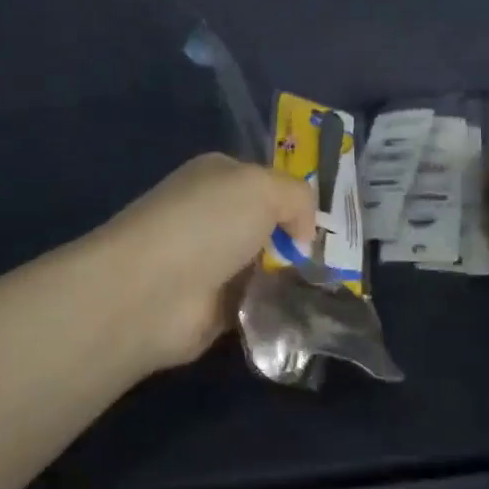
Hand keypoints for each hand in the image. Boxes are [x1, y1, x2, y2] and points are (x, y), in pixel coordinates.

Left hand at [102, 154, 316, 372]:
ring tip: (329, 286)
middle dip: (301, 241)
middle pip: (271, 225)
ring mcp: (212, 262)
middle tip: (338, 258)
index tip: (331, 223)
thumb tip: (303, 236)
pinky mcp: (213, 306)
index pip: (269, 181)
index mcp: (220, 176)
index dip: (299, 199)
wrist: (151, 292)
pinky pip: (259, 302)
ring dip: (293, 277)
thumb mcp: (263, 187)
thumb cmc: (206, 224)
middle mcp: (214, 216)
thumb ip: (298, 197)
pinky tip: (304, 312)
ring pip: (269, 266)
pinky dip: (278, 308)